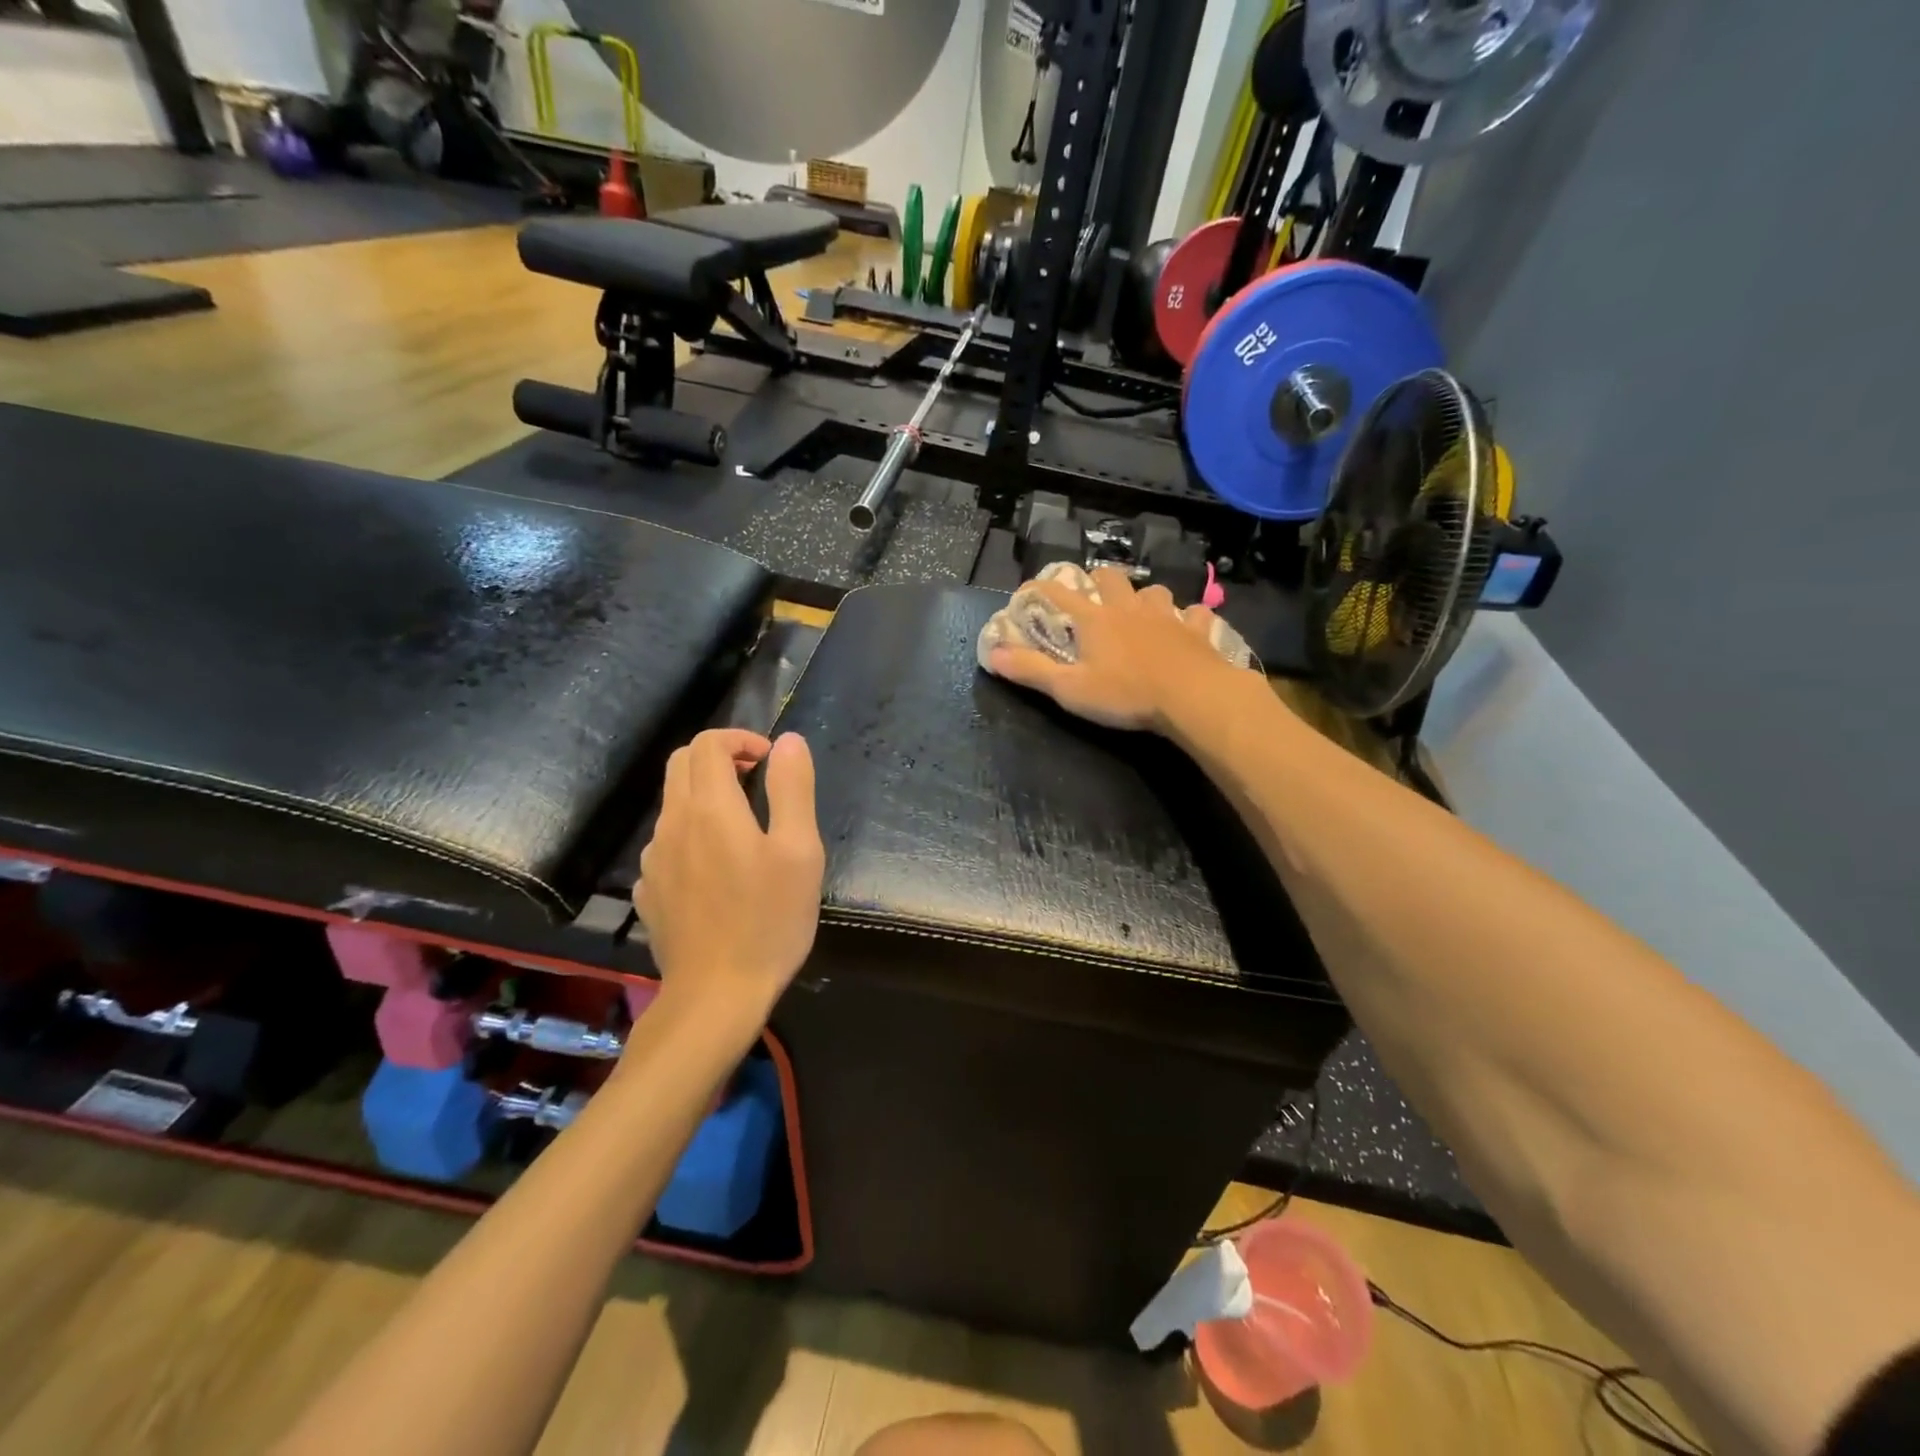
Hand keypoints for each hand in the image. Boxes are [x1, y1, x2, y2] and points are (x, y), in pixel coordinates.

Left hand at [634, 729, 824, 1024]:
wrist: (716, 995)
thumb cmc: (769, 920)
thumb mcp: (799, 851)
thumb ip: (792, 788)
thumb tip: (787, 741)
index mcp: (710, 808)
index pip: (708, 744)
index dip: (740, 739)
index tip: (769, 759)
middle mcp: (672, 824)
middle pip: (682, 764)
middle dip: (719, 757)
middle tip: (756, 778)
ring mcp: (654, 860)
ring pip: (673, 804)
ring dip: (705, 795)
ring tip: (744, 826)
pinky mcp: (650, 891)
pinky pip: (667, 844)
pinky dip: (692, 833)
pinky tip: (717, 868)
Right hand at [986, 567, 1247, 732]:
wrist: (1193, 697)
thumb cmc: (1126, 694)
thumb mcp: (1070, 689)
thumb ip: (1031, 671)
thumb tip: (992, 654)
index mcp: (1095, 619)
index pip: (1058, 592)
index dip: (1039, 589)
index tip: (1027, 592)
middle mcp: (1129, 608)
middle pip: (1110, 577)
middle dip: (1097, 581)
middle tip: (1092, 597)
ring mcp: (1167, 616)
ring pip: (1153, 591)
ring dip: (1143, 598)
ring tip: (1139, 612)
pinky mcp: (1197, 630)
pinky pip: (1194, 614)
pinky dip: (1188, 618)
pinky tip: (1187, 627)